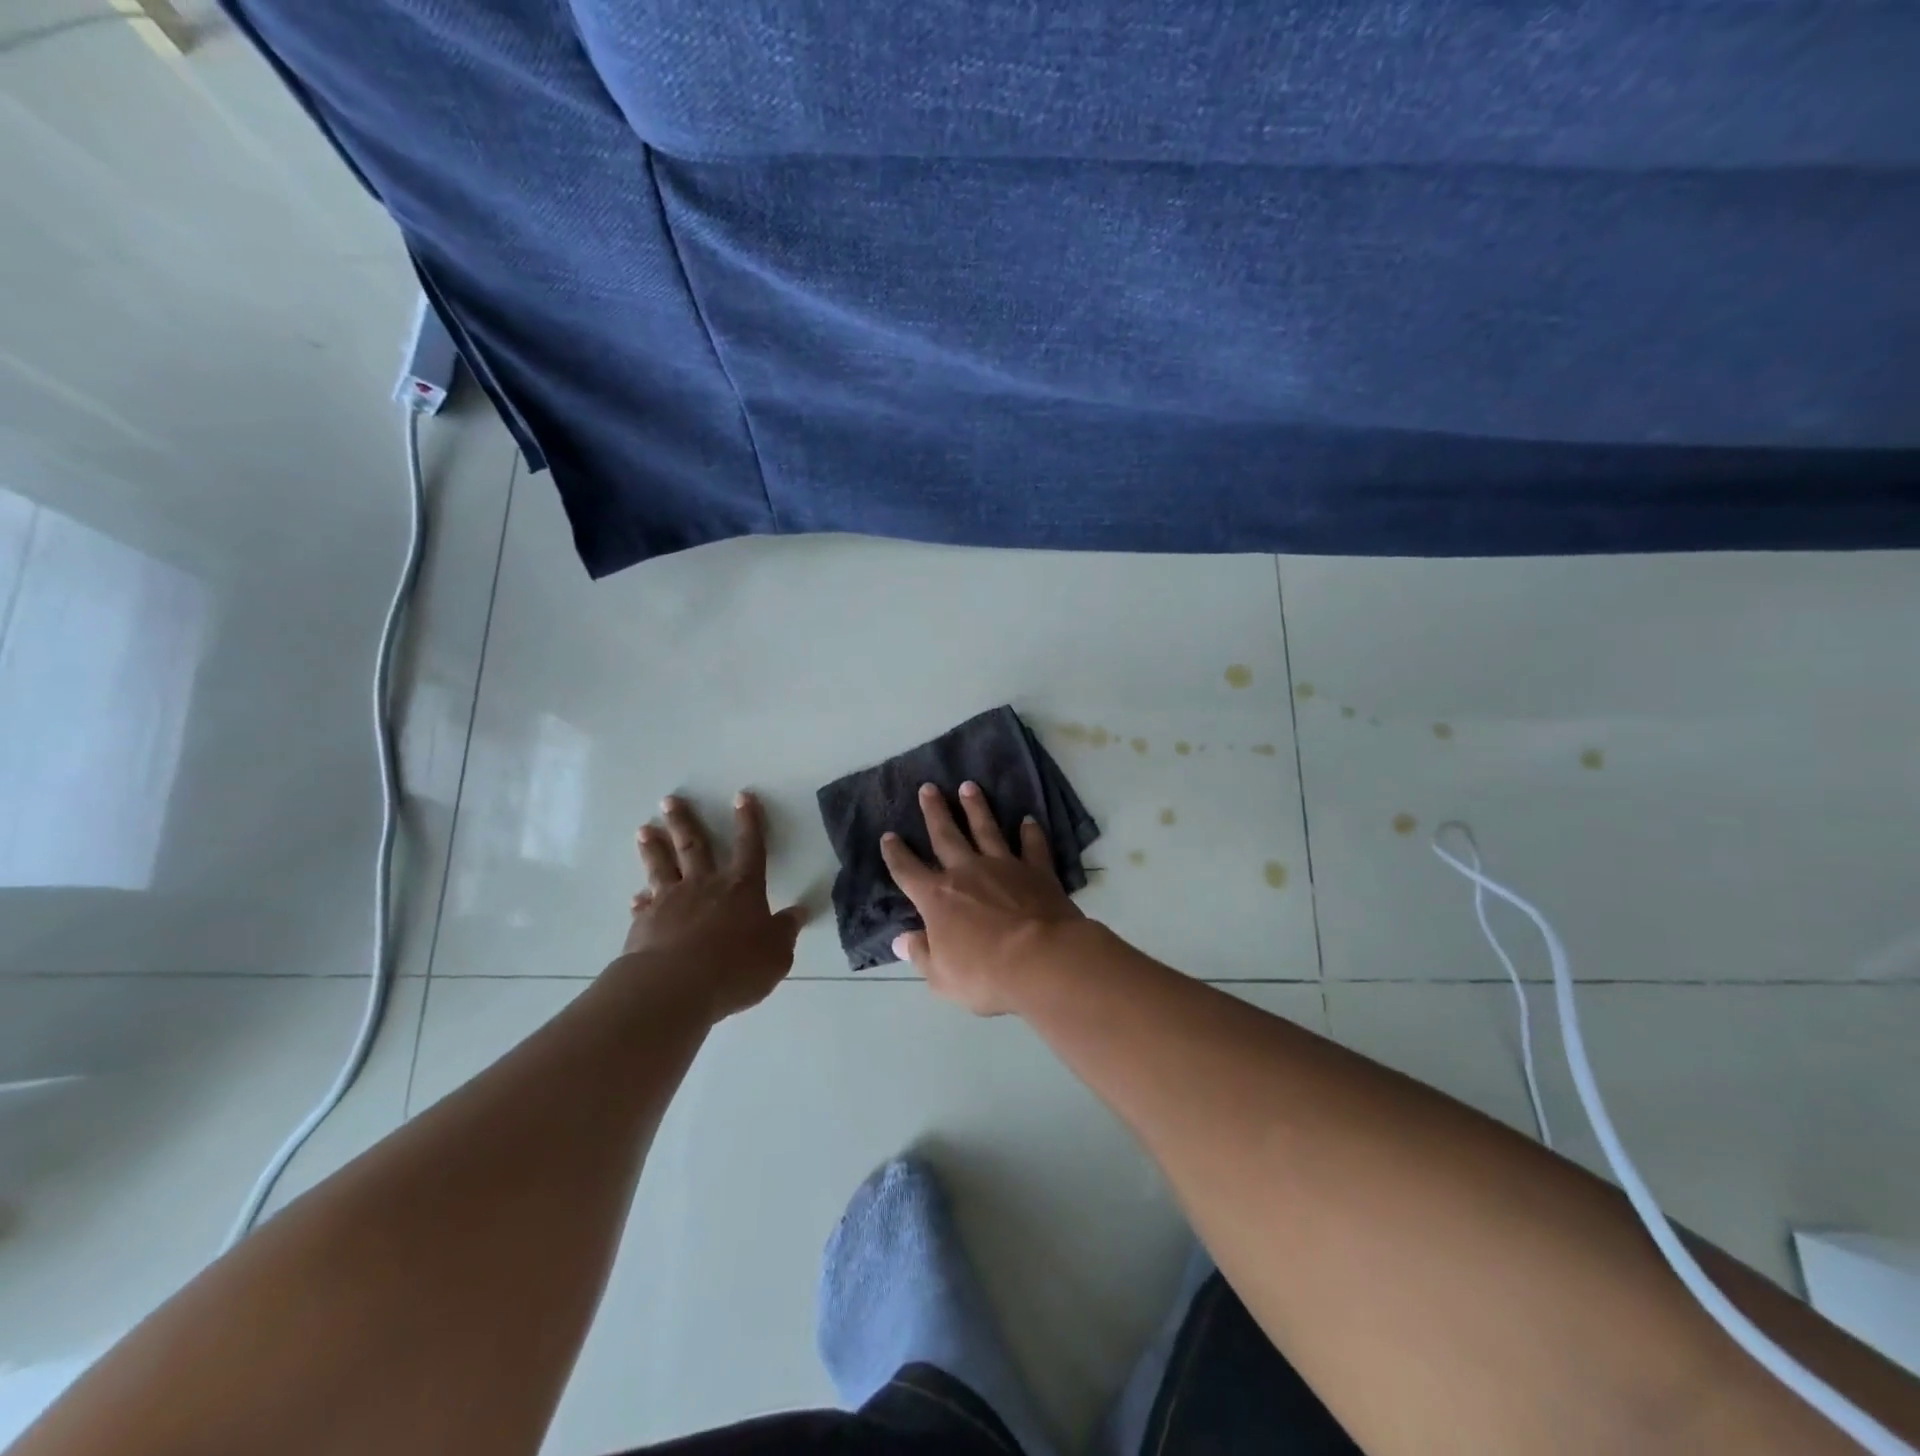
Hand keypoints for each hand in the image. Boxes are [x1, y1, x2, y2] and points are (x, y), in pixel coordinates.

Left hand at [614, 791, 808, 1020]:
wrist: (676, 986)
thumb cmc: (736, 967)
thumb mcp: (776, 954)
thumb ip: (785, 931)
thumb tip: (799, 912)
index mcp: (742, 888)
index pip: (750, 847)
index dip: (748, 822)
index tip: (742, 797)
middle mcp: (705, 886)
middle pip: (695, 846)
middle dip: (684, 822)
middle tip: (669, 800)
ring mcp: (671, 902)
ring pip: (662, 867)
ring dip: (654, 847)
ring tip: (644, 829)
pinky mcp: (645, 924)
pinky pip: (644, 906)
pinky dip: (641, 900)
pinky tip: (636, 897)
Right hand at [879, 781, 1083, 1014]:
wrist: (1042, 959)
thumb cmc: (986, 974)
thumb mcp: (942, 977)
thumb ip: (921, 954)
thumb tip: (901, 940)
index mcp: (937, 898)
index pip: (908, 871)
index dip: (896, 854)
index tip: (888, 836)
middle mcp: (967, 872)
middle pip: (946, 835)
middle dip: (935, 811)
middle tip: (928, 788)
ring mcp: (1004, 866)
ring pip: (986, 829)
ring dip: (976, 807)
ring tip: (969, 786)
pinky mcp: (1037, 871)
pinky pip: (1032, 845)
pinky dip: (1030, 832)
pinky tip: (1028, 820)